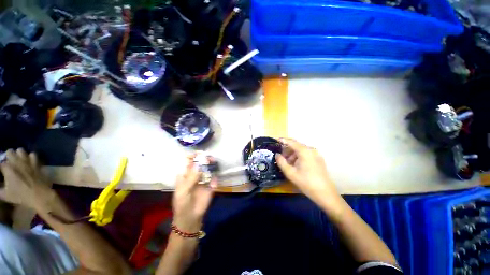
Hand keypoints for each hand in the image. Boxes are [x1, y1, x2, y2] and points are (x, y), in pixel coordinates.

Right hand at [0, 149, 54, 210]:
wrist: (39, 195)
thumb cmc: (21, 196)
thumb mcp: (5, 195)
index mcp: (8, 168)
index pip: (0, 162)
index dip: (0, 166)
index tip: (1, 170)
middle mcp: (17, 162)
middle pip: (10, 151)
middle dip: (8, 156)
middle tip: (8, 163)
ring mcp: (28, 161)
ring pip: (21, 150)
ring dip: (18, 154)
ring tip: (18, 161)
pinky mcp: (36, 163)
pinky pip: (33, 154)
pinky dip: (30, 157)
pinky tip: (29, 162)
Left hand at [172, 154, 216, 232]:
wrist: (191, 218)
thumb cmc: (182, 204)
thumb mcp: (183, 192)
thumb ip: (190, 179)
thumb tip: (198, 165)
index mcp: (185, 176)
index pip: (188, 163)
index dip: (193, 157)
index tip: (199, 153)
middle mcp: (195, 176)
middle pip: (200, 164)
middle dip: (204, 159)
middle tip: (209, 157)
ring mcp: (203, 180)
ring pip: (208, 170)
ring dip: (211, 165)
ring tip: (214, 162)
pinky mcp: (211, 186)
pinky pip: (214, 179)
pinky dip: (215, 178)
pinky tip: (214, 180)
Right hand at [275, 138, 341, 208]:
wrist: (325, 194)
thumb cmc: (306, 182)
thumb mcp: (290, 173)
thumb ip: (281, 162)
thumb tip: (277, 154)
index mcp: (304, 151)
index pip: (291, 142)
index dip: (283, 140)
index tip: (275, 140)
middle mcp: (311, 150)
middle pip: (296, 146)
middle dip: (287, 150)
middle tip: (280, 157)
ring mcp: (316, 154)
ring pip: (301, 150)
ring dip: (292, 154)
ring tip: (288, 163)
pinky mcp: (318, 159)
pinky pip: (306, 154)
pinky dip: (299, 157)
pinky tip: (296, 165)